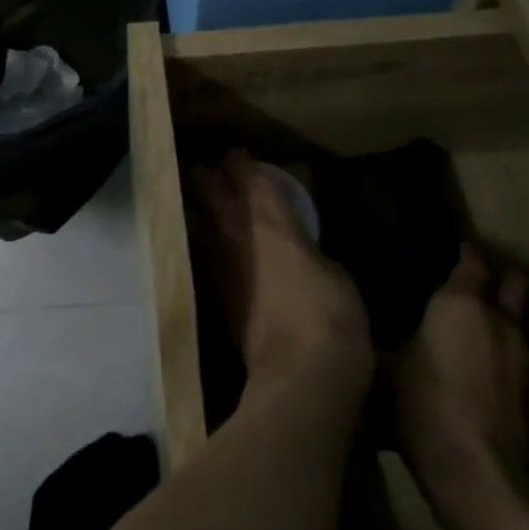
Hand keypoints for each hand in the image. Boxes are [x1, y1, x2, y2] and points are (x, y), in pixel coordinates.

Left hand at [187, 150, 370, 385]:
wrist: (300, 375)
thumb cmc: (330, 314)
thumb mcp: (335, 271)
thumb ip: (309, 247)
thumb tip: (300, 244)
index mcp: (269, 219)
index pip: (246, 174)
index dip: (240, 160)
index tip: (239, 154)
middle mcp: (234, 232)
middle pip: (206, 187)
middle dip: (206, 174)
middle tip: (212, 171)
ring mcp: (217, 262)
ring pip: (193, 217)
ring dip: (196, 206)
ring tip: (201, 203)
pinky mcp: (212, 293)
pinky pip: (200, 254)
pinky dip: (201, 243)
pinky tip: (207, 246)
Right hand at [392, 245, 528, 497]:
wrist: (479, 475)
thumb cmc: (422, 406)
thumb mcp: (383, 365)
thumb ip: (377, 337)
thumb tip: (357, 321)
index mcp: (461, 305)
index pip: (472, 263)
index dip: (466, 254)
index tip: (456, 250)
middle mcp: (503, 323)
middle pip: (517, 284)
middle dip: (504, 277)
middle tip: (483, 280)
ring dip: (525, 311)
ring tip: (506, 315)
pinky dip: (528, 353)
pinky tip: (512, 366)